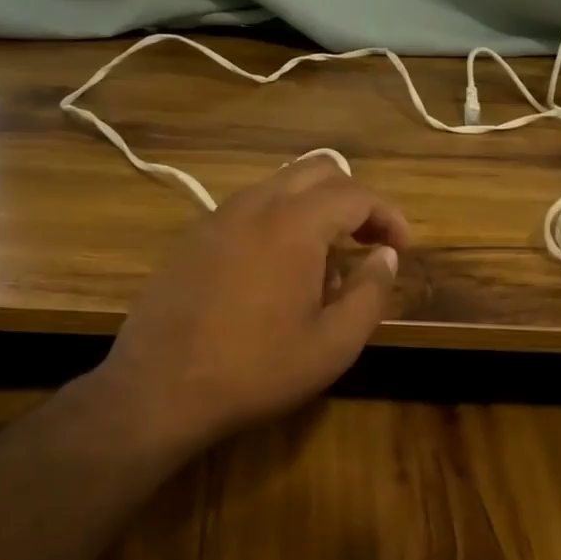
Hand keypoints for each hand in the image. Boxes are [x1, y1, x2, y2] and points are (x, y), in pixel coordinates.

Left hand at [82, 158, 410, 461]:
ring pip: (280, 184)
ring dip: (315, 205)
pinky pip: (250, 207)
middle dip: (354, 199)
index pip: (356, 194)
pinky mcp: (194, 236)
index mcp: (295, 224)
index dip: (389, 215)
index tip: (402, 248)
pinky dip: (280, 218)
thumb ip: (370, 292)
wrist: (158, 389)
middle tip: (369, 241)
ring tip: (328, 254)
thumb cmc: (255, 370)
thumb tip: (386, 255)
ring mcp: (218, 216)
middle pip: (318, 170)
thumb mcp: (333, 344)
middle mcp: (256, 204)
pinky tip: (279, 266)